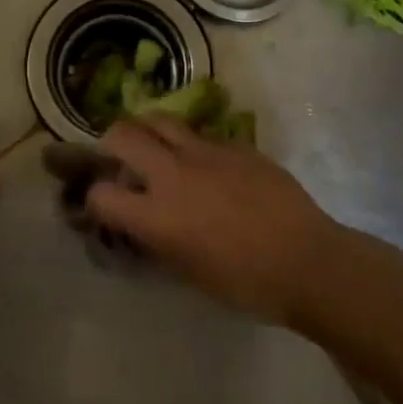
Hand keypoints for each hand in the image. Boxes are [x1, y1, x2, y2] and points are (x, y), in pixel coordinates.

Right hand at [87, 117, 348, 324]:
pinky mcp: (235, 145)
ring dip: (148, 131)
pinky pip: (201, 135)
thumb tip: (142, 224)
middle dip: (111, 143)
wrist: (306, 261)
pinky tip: (207, 167)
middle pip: (122, 135)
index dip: (95, 199)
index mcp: (156, 216)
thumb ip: (157, 240)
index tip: (105, 205)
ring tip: (156, 148)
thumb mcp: (188, 271)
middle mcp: (173, 175)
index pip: (101, 194)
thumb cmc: (245, 283)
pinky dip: (191, 145)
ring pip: (160, 120)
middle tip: (119, 158)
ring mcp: (206, 153)